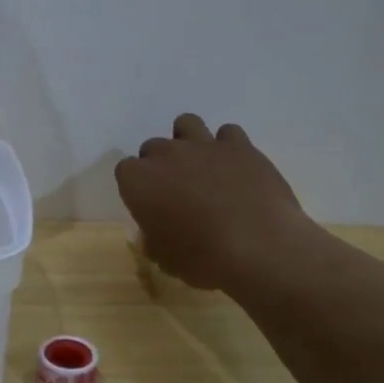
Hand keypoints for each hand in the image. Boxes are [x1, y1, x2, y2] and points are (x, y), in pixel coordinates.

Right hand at [114, 114, 311, 290]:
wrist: (258, 248)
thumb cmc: (201, 258)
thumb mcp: (164, 257)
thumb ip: (153, 236)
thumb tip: (156, 231)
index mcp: (139, 180)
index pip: (125, 171)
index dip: (137, 188)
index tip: (149, 206)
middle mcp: (166, 154)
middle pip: (153, 147)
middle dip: (161, 165)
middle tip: (176, 191)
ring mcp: (204, 145)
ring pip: (186, 124)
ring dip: (188, 141)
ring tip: (201, 166)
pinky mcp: (240, 146)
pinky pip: (227, 133)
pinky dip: (228, 147)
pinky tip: (235, 167)